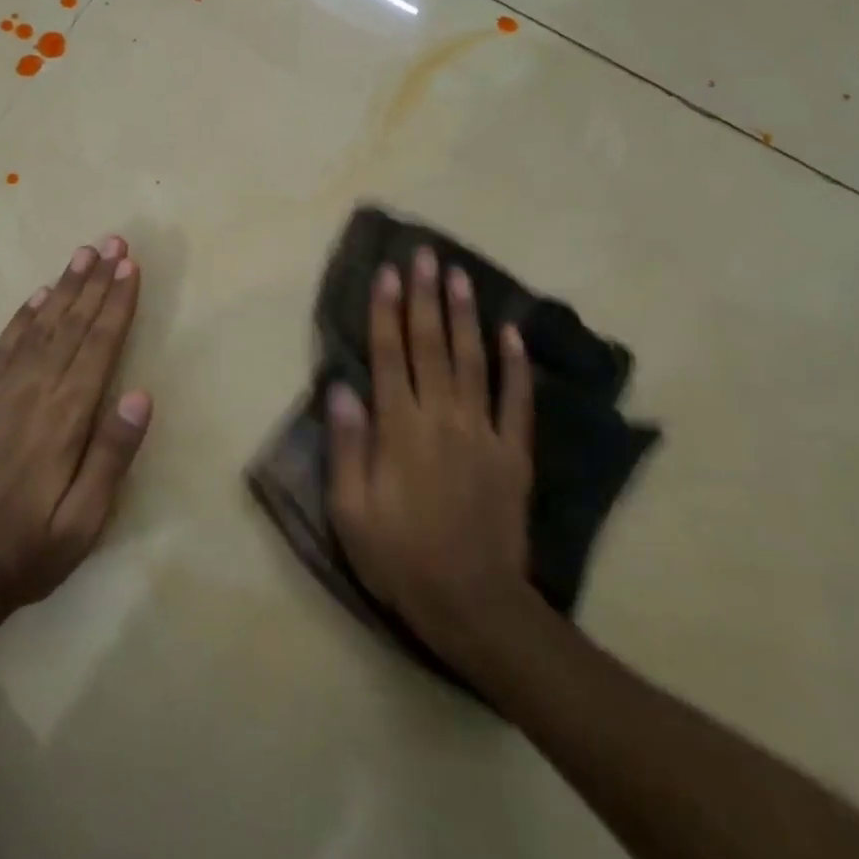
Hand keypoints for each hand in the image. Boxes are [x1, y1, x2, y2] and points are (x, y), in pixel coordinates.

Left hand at [0, 235, 152, 618]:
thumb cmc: (29, 552)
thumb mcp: (84, 521)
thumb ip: (111, 456)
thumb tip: (140, 395)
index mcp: (63, 420)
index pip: (98, 347)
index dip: (116, 304)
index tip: (130, 267)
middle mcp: (31, 395)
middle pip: (70, 327)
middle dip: (95, 283)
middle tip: (113, 243)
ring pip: (37, 328)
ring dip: (63, 289)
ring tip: (82, 255)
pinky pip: (1, 348)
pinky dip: (22, 318)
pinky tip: (37, 298)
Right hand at [327, 247, 536, 650]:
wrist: (472, 603)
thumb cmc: (400, 558)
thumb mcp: (351, 510)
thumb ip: (348, 445)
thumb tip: (341, 387)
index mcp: (400, 430)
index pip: (389, 356)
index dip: (386, 311)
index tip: (388, 272)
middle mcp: (442, 418)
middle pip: (431, 346)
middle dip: (425, 297)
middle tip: (425, 255)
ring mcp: (483, 434)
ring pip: (473, 361)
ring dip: (465, 316)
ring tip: (461, 276)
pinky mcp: (514, 454)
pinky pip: (517, 401)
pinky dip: (515, 365)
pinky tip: (512, 333)